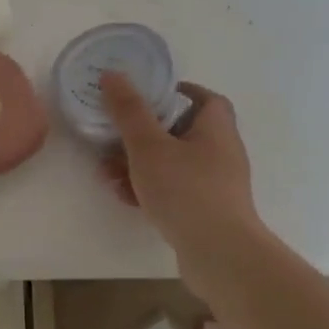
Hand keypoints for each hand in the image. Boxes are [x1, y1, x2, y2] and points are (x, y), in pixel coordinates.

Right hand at [99, 73, 263, 292]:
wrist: (219, 254)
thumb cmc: (186, 191)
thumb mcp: (149, 146)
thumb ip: (129, 111)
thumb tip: (113, 74)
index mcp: (216, 128)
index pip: (203, 98)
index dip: (176, 93)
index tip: (145, 97)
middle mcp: (221, 153)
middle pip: (181, 132)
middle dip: (143, 134)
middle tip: (114, 138)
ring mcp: (215, 186)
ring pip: (172, 165)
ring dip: (139, 166)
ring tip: (107, 173)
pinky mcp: (206, 213)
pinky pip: (174, 192)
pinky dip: (150, 190)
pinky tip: (125, 197)